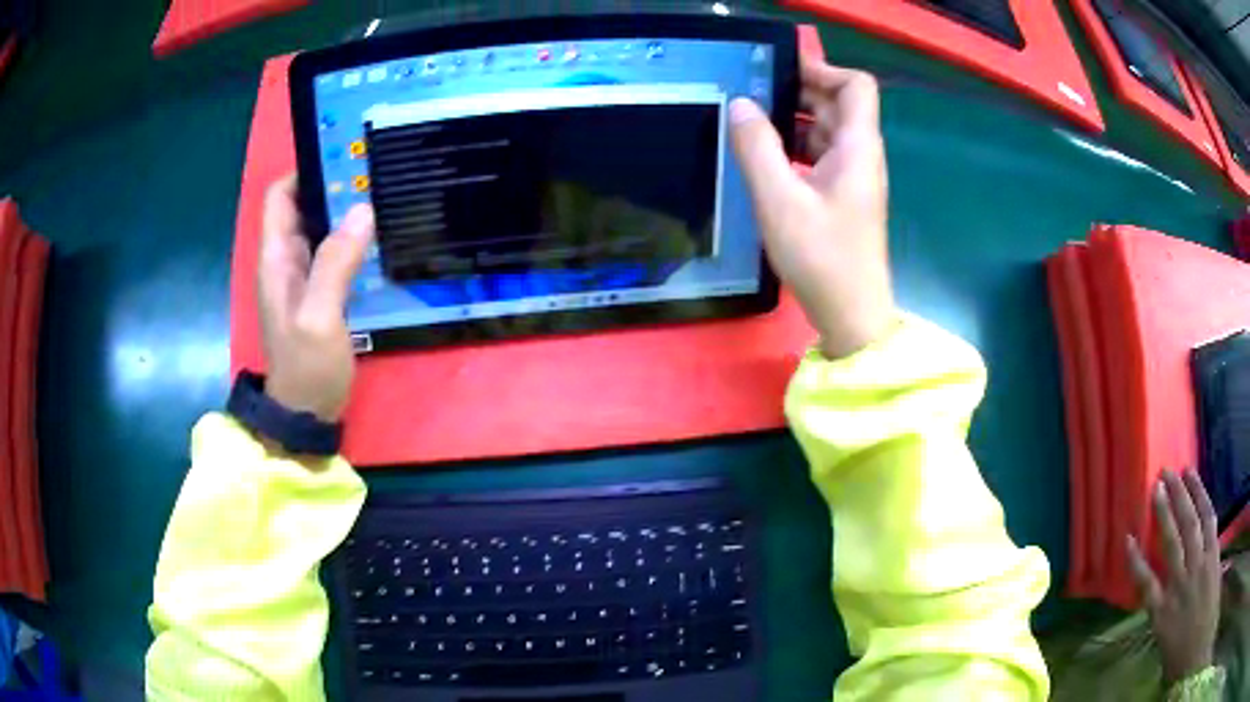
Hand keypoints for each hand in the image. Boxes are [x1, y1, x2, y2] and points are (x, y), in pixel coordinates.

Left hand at [258, 174, 374, 421]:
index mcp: (276, 259)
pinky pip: (333, 254)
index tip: (343, 157)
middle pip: (303, 208)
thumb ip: (335, 264)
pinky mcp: (319, 294)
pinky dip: (352, 240)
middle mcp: (285, 261)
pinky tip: (378, 238)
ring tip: (383, 196)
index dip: (305, 171)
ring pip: (320, 230)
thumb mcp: (319, 316)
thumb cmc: (306, 367)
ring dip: (345, 213)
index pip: (279, 197)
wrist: (306, 415)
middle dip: (332, 188)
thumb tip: (362, 210)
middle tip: (375, 173)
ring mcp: (302, 279)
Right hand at [729, 57, 892, 358]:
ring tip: (749, 124)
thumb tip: (740, 104)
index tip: (780, 73)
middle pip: (838, 104)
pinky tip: (764, 159)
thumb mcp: (779, 200)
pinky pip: (820, 156)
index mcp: (857, 147)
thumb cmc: (822, 258)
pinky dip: (795, 148)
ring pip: (826, 131)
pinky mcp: (843, 197)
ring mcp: (854, 177)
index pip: (856, 85)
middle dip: (798, 91)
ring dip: (792, 120)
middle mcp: (861, 155)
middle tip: (751, 94)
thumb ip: (757, 147)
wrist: (852, 315)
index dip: (823, 70)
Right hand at [1126, 470, 1220, 684]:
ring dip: (1185, 496)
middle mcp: (1180, 584)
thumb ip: (1162, 622)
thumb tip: (1157, 605)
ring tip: (1178, 472)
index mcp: (1162, 615)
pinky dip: (1204, 500)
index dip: (1135, 561)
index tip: (1127, 538)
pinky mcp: (1214, 553)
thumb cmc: (1181, 652)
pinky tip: (1199, 486)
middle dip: (1165, 510)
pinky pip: (1209, 522)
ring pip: (1192, 525)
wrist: (1200, 636)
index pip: (1145, 584)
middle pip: (1171, 542)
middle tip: (1159, 480)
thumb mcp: (1165, 648)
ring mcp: (1200, 565)